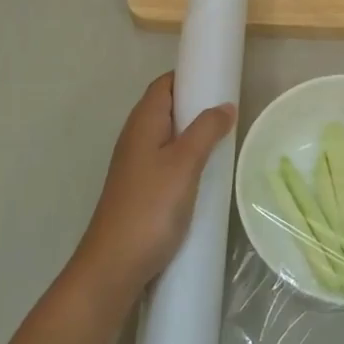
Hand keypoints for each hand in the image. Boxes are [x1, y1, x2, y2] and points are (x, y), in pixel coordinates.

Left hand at [69, 73, 235, 309]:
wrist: (114, 267)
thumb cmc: (150, 208)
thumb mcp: (184, 164)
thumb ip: (206, 130)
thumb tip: (225, 105)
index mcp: (143, 122)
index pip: (164, 84)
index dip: (189, 76)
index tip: (219, 79)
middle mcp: (136, 137)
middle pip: (167, 108)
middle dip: (196, 105)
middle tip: (230, 111)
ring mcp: (136, 165)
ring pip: (168, 136)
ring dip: (193, 133)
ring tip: (224, 140)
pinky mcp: (141, 188)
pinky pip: (167, 160)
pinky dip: (187, 157)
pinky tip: (206, 173)